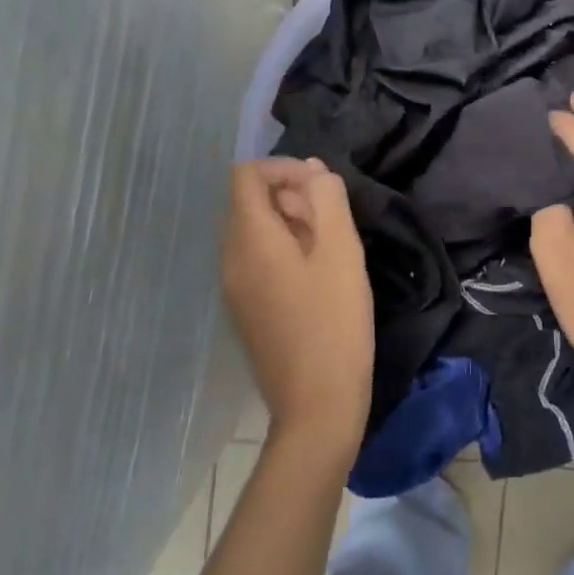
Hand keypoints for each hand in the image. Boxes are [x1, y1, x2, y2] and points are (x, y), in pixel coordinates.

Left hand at [221, 159, 374, 456]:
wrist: (316, 405)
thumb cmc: (334, 322)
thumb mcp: (342, 252)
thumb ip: (328, 201)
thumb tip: (314, 171)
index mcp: (250, 239)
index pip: (246, 175)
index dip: (283, 168)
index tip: (322, 188)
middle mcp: (231, 258)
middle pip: (249, 202)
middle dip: (291, 196)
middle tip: (332, 221)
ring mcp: (234, 287)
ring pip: (254, 231)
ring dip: (290, 224)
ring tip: (330, 248)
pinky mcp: (245, 310)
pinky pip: (256, 260)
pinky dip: (283, 250)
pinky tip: (317, 276)